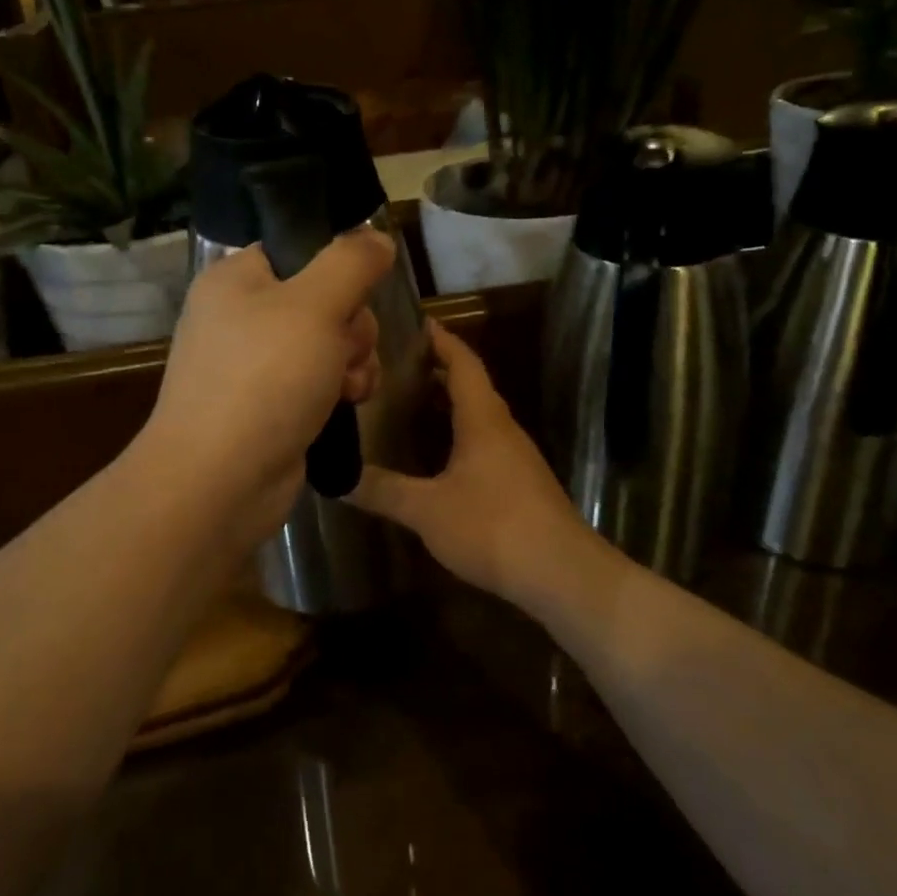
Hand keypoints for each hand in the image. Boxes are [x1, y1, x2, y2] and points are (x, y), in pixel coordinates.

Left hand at [137, 229, 393, 549]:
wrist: (220, 480)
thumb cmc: (264, 379)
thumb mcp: (315, 305)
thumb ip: (351, 262)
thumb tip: (376, 237)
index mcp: (237, 279)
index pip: (299, 251)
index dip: (337, 270)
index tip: (356, 294)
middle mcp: (242, 317)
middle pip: (324, 300)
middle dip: (352, 326)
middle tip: (346, 349)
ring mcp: (255, 365)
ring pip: (329, 343)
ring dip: (354, 361)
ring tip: (349, 386)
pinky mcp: (271, 405)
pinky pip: (320, 381)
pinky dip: (340, 390)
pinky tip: (349, 404)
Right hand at [351, 322, 594, 600]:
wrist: (560, 573)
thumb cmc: (492, 527)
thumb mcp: (426, 510)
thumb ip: (382, 491)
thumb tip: (336, 477)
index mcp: (483, 420)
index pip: (463, 364)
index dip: (442, 340)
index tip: (419, 322)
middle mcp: (503, 429)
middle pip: (473, 386)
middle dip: (441, 370)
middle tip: (400, 364)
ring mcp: (516, 457)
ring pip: (480, 417)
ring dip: (451, 404)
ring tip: (413, 403)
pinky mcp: (521, 484)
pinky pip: (485, 443)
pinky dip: (460, 435)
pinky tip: (440, 456)